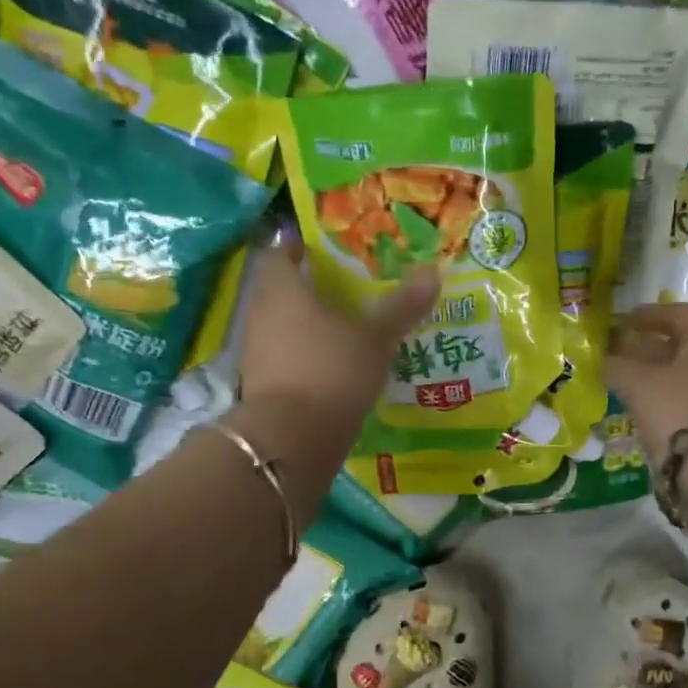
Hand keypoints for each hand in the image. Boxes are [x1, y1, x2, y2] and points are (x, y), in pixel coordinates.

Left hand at [238, 230, 439, 441]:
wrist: (293, 439)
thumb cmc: (332, 371)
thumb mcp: (376, 339)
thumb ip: (401, 307)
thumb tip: (433, 272)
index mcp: (282, 290)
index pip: (279, 254)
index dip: (295, 247)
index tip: (315, 247)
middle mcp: (260, 314)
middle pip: (276, 290)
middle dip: (302, 286)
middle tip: (335, 285)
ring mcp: (255, 352)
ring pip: (277, 325)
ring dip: (300, 322)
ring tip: (336, 325)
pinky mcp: (259, 385)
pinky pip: (279, 357)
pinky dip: (298, 354)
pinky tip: (326, 363)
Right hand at [605, 303, 687, 463]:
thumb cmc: (680, 412)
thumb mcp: (639, 385)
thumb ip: (617, 367)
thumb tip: (605, 361)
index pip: (680, 313)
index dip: (649, 315)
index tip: (623, 321)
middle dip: (653, 346)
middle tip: (623, 352)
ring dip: (663, 374)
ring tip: (632, 383)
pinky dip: (676, 396)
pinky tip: (654, 409)